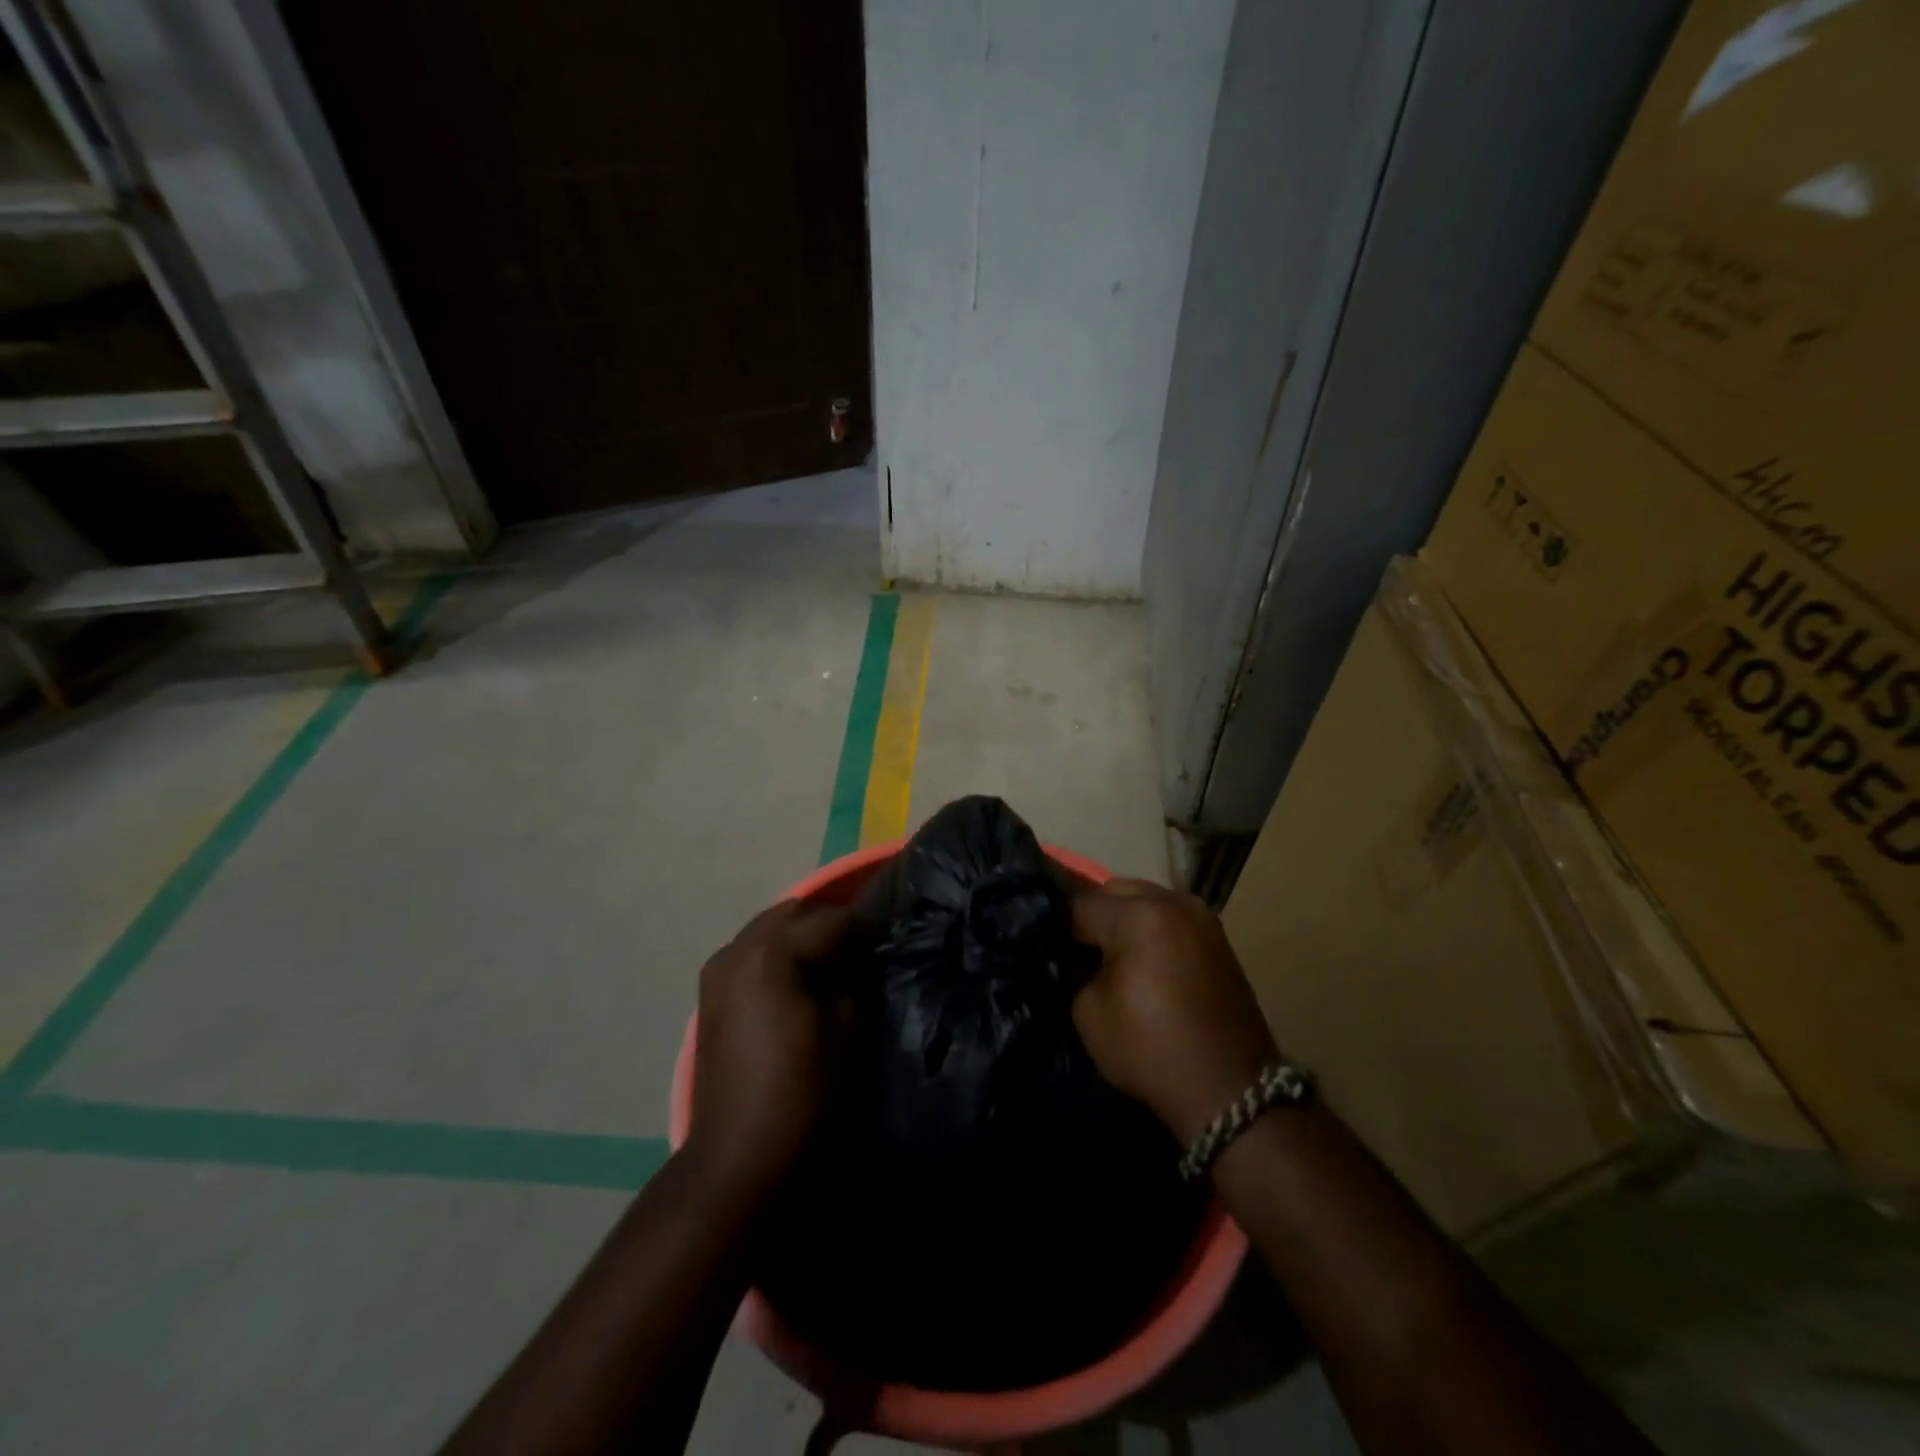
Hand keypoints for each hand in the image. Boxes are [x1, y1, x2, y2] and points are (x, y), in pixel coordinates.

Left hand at [687, 900, 857, 1199]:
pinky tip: (800, 977)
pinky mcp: (709, 993)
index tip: (890, 938)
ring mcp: (718, 970)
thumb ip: (855, 980)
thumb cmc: (799, 1091)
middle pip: (793, 915)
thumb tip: (861, 960)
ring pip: (768, 930)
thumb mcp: (845, 1030)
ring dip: (801, 936)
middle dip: (829, 924)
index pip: (831, 920)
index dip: (866, 926)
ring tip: (833, 959)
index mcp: (772, 953)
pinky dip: (777, 953)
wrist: (735, 1154)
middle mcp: (738, 949)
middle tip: (862, 946)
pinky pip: (751, 953)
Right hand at [1071, 879, 1279, 1144]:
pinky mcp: (1218, 938)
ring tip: (1112, 956)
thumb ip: (1076, 969)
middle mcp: (1172, 901)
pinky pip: (1170, 919)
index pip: (1079, 905)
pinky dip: (1151, 931)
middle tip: (1079, 951)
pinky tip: (1143, 962)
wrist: (1230, 1091)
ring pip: (1145, 901)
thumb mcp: (1089, 1011)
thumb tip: (1076, 955)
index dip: (1057, 928)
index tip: (1048, 950)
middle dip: (1093, 916)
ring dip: (1125, 920)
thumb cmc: (1151, 1049)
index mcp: (1138, 914)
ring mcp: (1201, 917)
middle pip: (1115, 892)